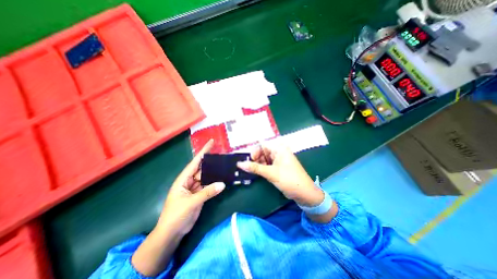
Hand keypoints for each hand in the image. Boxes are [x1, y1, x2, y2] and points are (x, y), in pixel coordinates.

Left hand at [157, 139, 225, 234]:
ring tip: (225, 166)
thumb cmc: (175, 216)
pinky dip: (215, 183)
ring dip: (215, 173)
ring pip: (207, 177)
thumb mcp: (191, 203)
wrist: (172, 233)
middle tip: (224, 156)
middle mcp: (189, 181)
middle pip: (202, 168)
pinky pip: (209, 185)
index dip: (203, 151)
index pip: (195, 162)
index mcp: (183, 179)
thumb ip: (207, 192)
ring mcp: (195, 188)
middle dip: (212, 162)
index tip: (212, 142)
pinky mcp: (200, 194)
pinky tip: (222, 179)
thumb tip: (222, 184)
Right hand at [238, 145, 324, 205]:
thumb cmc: (289, 180)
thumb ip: (255, 168)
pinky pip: (268, 164)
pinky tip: (258, 173)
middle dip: (255, 159)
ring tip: (253, 172)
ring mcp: (279, 160)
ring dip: (258, 164)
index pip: (262, 145)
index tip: (250, 160)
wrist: (304, 193)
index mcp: (279, 149)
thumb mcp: (271, 173)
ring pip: (264, 159)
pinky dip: (262, 168)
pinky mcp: (278, 167)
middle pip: (263, 152)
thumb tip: (239, 164)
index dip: (255, 151)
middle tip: (250, 168)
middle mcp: (279, 152)